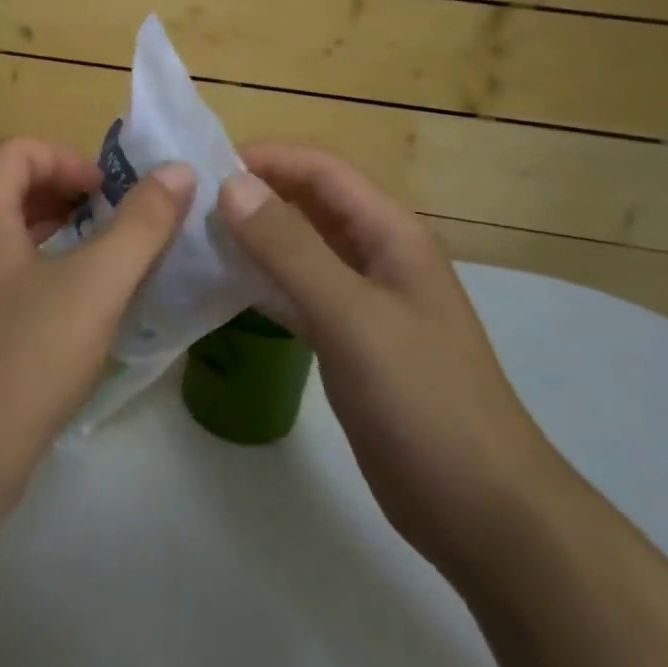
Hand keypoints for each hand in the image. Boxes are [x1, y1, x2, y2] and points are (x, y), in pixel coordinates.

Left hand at [0, 138, 195, 534]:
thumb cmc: (20, 362)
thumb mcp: (93, 286)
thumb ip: (140, 226)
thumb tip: (178, 172)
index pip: (16, 152)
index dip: (67, 158)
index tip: (111, 193)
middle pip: (15, 192)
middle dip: (71, 196)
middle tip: (122, 224)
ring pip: (17, 242)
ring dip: (67, 240)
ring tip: (116, 265)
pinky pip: (15, 285)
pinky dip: (54, 280)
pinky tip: (89, 317)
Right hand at [218, 144, 559, 573]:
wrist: (480, 508)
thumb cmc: (422, 399)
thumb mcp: (352, 315)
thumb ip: (290, 248)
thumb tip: (230, 185)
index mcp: (391, 233)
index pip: (321, 169)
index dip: (265, 157)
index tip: (201, 167)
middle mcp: (377, 255)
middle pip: (310, 203)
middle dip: (254, 193)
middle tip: (187, 203)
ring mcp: (364, 300)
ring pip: (300, 248)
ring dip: (254, 237)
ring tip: (194, 239)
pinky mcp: (349, 340)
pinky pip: (298, 292)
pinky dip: (262, 282)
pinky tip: (223, 289)